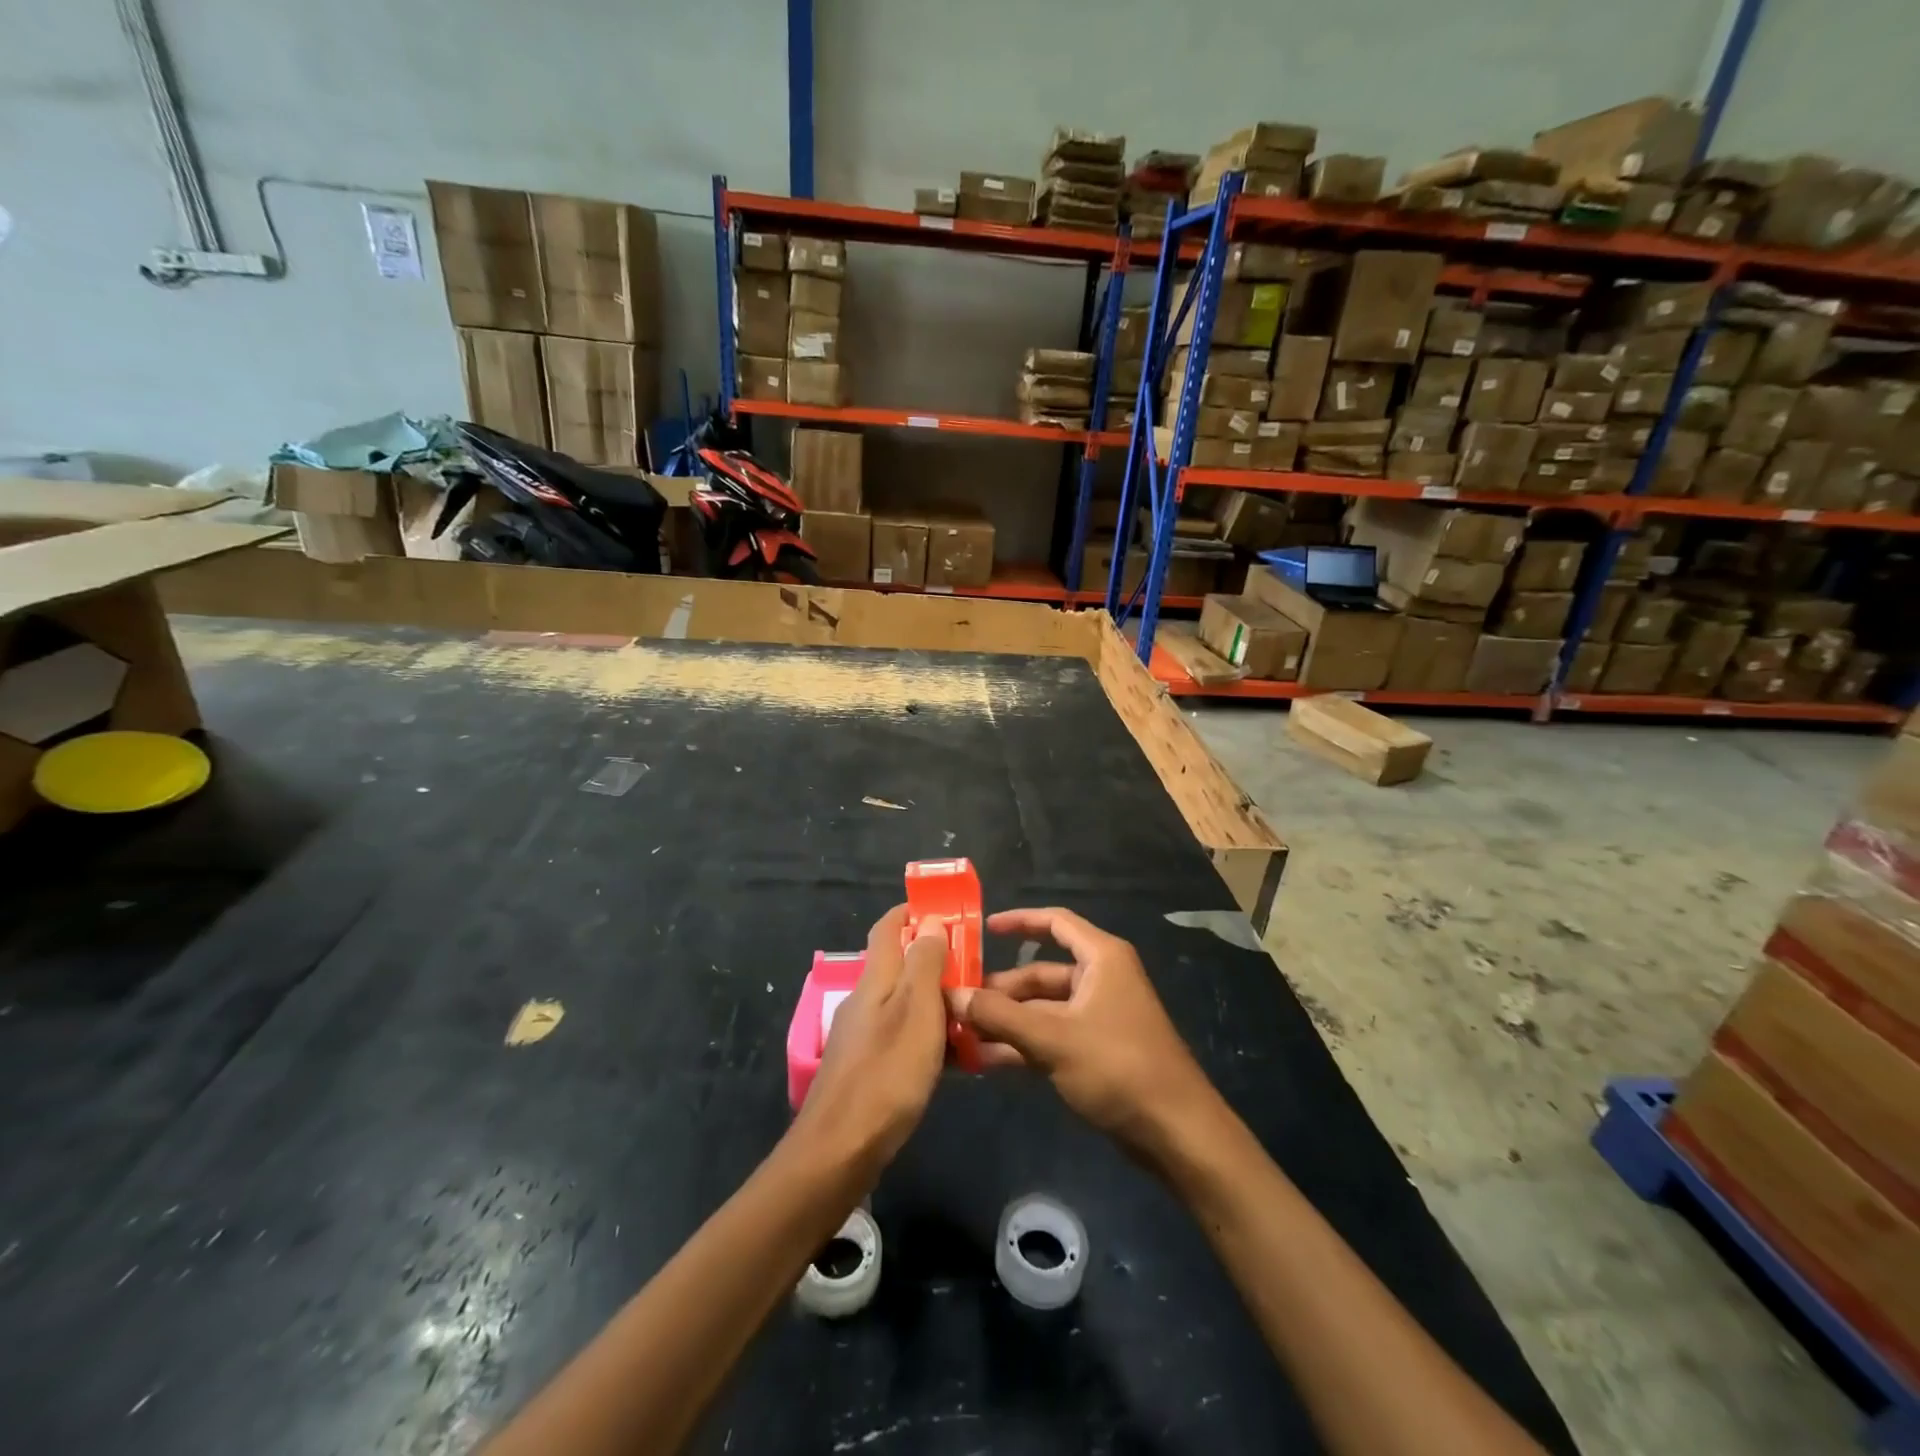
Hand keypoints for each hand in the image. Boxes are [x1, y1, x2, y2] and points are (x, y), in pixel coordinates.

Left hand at [789, 905, 948, 1174]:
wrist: (840, 1150)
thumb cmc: (887, 1073)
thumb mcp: (917, 1011)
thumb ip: (925, 964)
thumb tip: (930, 922)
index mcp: (875, 979)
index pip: (888, 928)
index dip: (912, 912)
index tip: (946, 908)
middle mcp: (865, 1000)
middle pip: (898, 965)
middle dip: (934, 957)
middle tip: (974, 965)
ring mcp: (862, 1037)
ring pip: (904, 1003)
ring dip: (936, 1000)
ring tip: (974, 1010)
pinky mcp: (866, 1069)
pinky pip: (903, 1037)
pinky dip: (928, 1036)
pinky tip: (953, 1057)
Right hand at [947, 907, 1222, 1161]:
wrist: (1175, 1132)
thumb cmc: (1118, 1067)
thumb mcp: (1053, 1038)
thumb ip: (999, 1015)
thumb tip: (951, 995)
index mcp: (1101, 959)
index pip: (1056, 923)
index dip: (1019, 921)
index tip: (982, 930)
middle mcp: (1100, 980)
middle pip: (1041, 973)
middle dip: (1000, 989)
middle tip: (956, 1003)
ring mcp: (1097, 1017)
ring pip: (1042, 1009)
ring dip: (1005, 1021)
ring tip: (960, 1034)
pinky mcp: (1095, 1051)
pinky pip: (1050, 1036)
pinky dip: (1021, 1044)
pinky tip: (984, 1060)